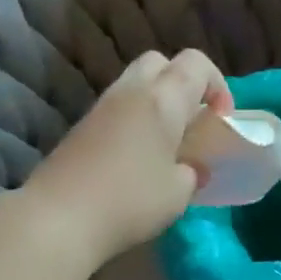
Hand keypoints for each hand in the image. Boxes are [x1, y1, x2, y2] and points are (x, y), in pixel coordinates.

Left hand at [22, 48, 232, 266]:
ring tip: (168, 143)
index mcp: (162, 99)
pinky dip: (135, 120)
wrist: (59, 217)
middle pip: (160, 62)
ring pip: (135, 84)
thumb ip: (192, 173)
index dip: (217, 84)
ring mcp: (101, 107)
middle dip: (182, 84)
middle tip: (193, 121)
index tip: (221, 119)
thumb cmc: (130, 201)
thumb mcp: (178, 193)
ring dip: (157, 103)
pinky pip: (117, 109)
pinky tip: (139, 157)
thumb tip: (192, 168)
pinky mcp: (82, 128)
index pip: (196, 63)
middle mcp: (131, 92)